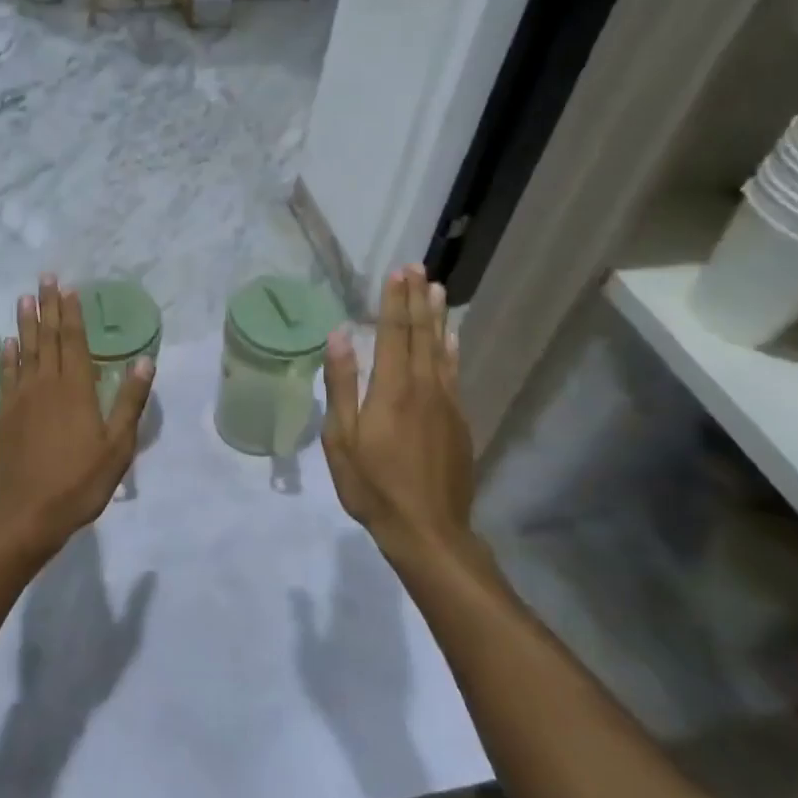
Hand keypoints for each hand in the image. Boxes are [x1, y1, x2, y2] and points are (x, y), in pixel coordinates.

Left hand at [0, 275, 153, 556]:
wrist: (24, 515)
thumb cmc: (78, 483)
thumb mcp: (117, 447)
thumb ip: (129, 402)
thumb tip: (145, 360)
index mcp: (76, 390)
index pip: (75, 342)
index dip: (72, 314)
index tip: (68, 288)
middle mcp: (46, 386)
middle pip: (48, 338)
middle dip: (48, 307)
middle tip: (44, 278)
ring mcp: (20, 400)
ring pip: (25, 352)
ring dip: (26, 324)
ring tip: (24, 298)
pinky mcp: (4, 416)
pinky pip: (7, 376)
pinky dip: (8, 357)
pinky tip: (8, 343)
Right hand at [321, 265, 475, 559]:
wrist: (428, 530)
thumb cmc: (373, 485)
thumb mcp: (342, 439)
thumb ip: (342, 385)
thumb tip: (339, 337)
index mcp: (391, 389)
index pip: (393, 333)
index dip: (394, 301)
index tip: (397, 272)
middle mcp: (423, 386)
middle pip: (421, 334)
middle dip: (417, 299)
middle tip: (418, 268)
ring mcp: (446, 403)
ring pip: (442, 349)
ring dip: (438, 317)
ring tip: (438, 289)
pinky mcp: (458, 420)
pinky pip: (454, 373)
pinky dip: (452, 349)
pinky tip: (452, 337)